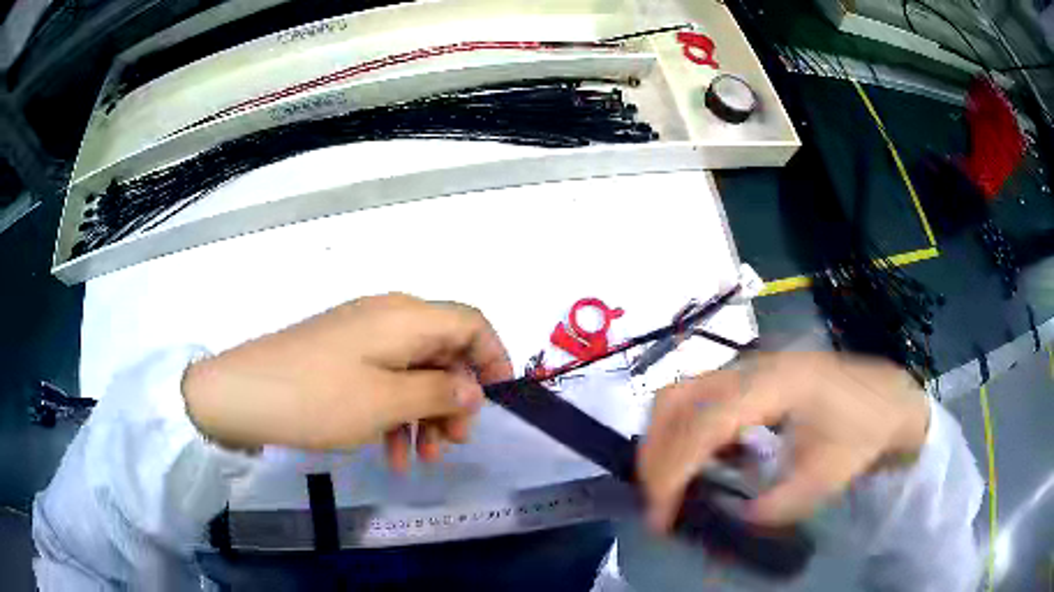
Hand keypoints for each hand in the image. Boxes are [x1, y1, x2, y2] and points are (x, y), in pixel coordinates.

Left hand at [181, 294, 512, 469]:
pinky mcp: (341, 357)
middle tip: (454, 444)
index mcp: (405, 317)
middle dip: (455, 399)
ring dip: (424, 415)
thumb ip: (438, 394)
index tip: (497, 403)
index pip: (470, 323)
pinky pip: (382, 381)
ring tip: (423, 459)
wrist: (241, 394)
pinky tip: (390, 454)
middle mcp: (387, 318)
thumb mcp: (385, 403)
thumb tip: (472, 390)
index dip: (492, 359)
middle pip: (442, 351)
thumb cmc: (318, 398)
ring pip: (412, 372)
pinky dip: (394, 415)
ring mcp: (361, 338)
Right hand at [638, 351, 928, 529]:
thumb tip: (732, 519)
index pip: (705, 424)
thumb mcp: (827, 478)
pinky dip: (684, 433)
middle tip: (657, 501)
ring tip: (668, 485)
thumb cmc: (864, 432)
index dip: (674, 472)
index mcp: (777, 384)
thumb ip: (776, 506)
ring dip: (663, 441)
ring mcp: (750, 368)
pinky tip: (700, 464)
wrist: (888, 397)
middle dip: (655, 454)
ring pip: (682, 395)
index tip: (662, 518)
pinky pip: (699, 401)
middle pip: (678, 398)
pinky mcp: (750, 379)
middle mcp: (753, 367)